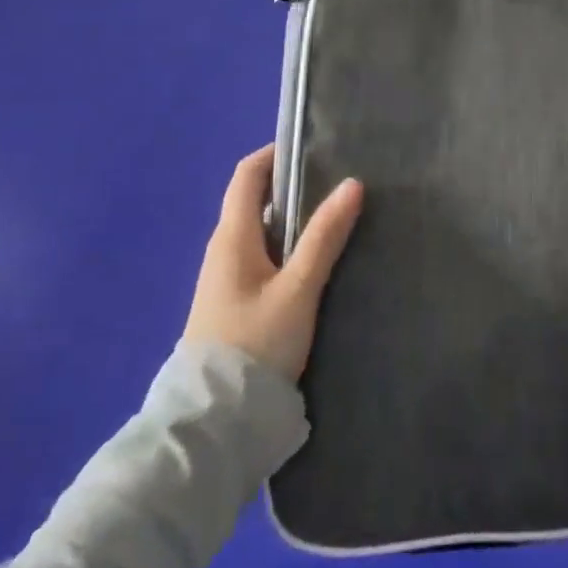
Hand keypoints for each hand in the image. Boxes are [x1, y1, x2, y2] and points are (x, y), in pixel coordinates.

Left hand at [183, 146, 363, 381]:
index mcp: (232, 237)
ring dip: (293, 219)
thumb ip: (324, 237)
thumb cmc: (255, 343)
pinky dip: (287, 246)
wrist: (215, 419)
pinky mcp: (233, 304)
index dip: (275, 155)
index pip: (246, 175)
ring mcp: (225, 278)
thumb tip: (352, 184)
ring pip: (261, 232)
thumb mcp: (298, 288)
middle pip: (254, 201)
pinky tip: (316, 261)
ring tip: (335, 217)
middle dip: (292, 186)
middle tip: (337, 183)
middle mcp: (223, 250)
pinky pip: (261, 258)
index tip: (314, 148)